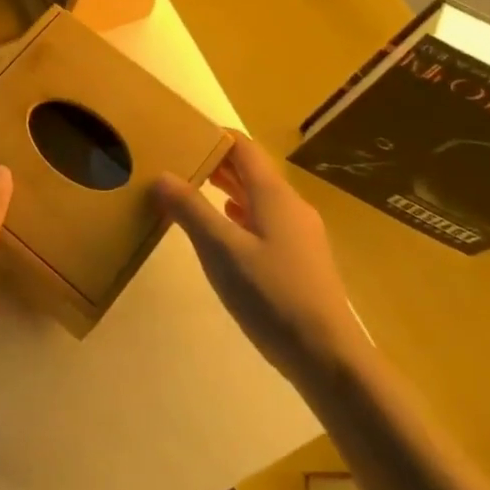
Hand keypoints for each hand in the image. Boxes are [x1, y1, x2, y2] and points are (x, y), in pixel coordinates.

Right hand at [154, 135, 366, 385]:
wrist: (327, 355)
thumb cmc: (272, 295)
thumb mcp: (221, 251)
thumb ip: (191, 211)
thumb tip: (162, 175)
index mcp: (274, 195)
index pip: (244, 148)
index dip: (215, 136)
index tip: (182, 133)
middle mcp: (291, 206)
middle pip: (252, 171)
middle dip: (216, 162)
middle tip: (178, 162)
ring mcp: (299, 234)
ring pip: (259, 198)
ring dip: (227, 189)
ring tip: (193, 190)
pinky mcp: (300, 259)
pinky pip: (265, 221)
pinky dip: (240, 215)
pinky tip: (225, 229)